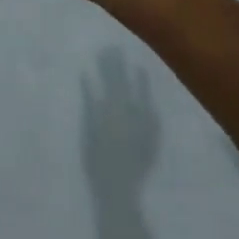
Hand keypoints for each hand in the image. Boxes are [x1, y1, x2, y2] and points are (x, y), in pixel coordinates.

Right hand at [81, 47, 159, 190]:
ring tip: (135, 65)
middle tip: (116, 50)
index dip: (107, 65)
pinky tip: (148, 96)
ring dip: (136, 79)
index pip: (108, 80)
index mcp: (109, 109)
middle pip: (123, 84)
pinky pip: (152, 112)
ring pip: (139, 95)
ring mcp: (141, 124)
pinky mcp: (152, 136)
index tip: (105, 50)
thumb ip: (89, 102)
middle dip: (119, 67)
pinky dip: (149, 100)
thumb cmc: (96, 160)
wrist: (119, 189)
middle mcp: (127, 112)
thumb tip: (86, 76)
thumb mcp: (88, 130)